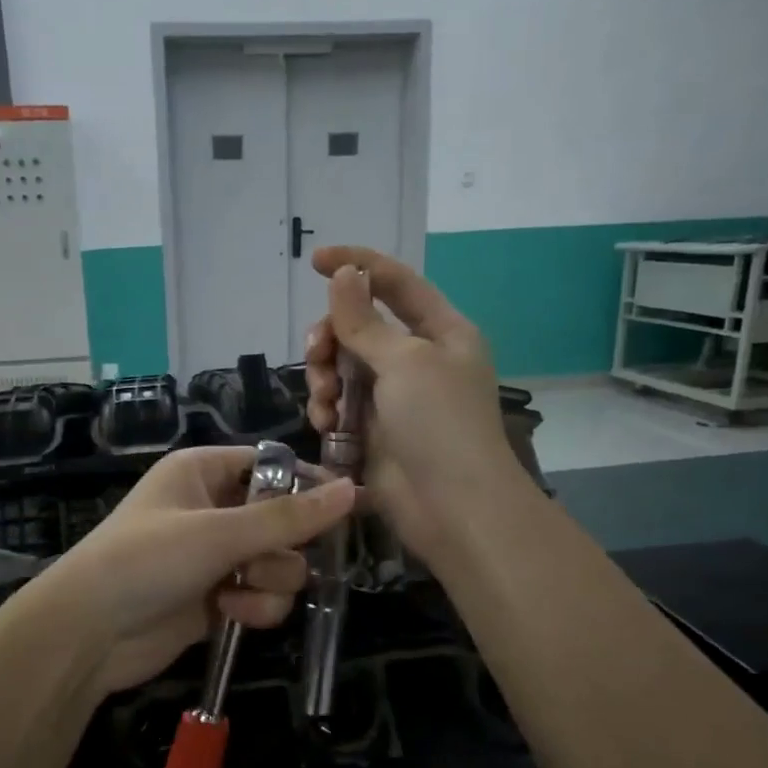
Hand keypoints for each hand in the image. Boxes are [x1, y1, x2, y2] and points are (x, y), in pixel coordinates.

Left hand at [39, 446, 355, 695]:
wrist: (89, 633)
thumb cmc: (147, 560)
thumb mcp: (218, 533)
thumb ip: (288, 517)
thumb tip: (353, 490)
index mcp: (204, 472)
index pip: (273, 465)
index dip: (309, 485)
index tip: (347, 507)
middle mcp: (213, 508)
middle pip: (285, 520)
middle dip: (284, 547)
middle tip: (260, 562)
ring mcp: (216, 556)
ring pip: (281, 564)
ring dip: (270, 583)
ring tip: (237, 594)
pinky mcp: (218, 598)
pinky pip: (263, 596)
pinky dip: (255, 608)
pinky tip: (227, 615)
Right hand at [303, 246, 521, 563]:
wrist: (452, 507)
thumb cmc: (439, 423)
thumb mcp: (403, 362)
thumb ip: (365, 320)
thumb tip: (344, 274)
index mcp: (441, 332)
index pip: (396, 283)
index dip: (357, 266)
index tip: (315, 261)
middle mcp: (417, 360)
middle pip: (359, 328)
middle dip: (331, 338)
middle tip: (318, 355)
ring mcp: (394, 399)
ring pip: (342, 369)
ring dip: (325, 379)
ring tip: (326, 405)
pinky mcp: (374, 433)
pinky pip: (339, 407)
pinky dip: (328, 411)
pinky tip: (327, 426)